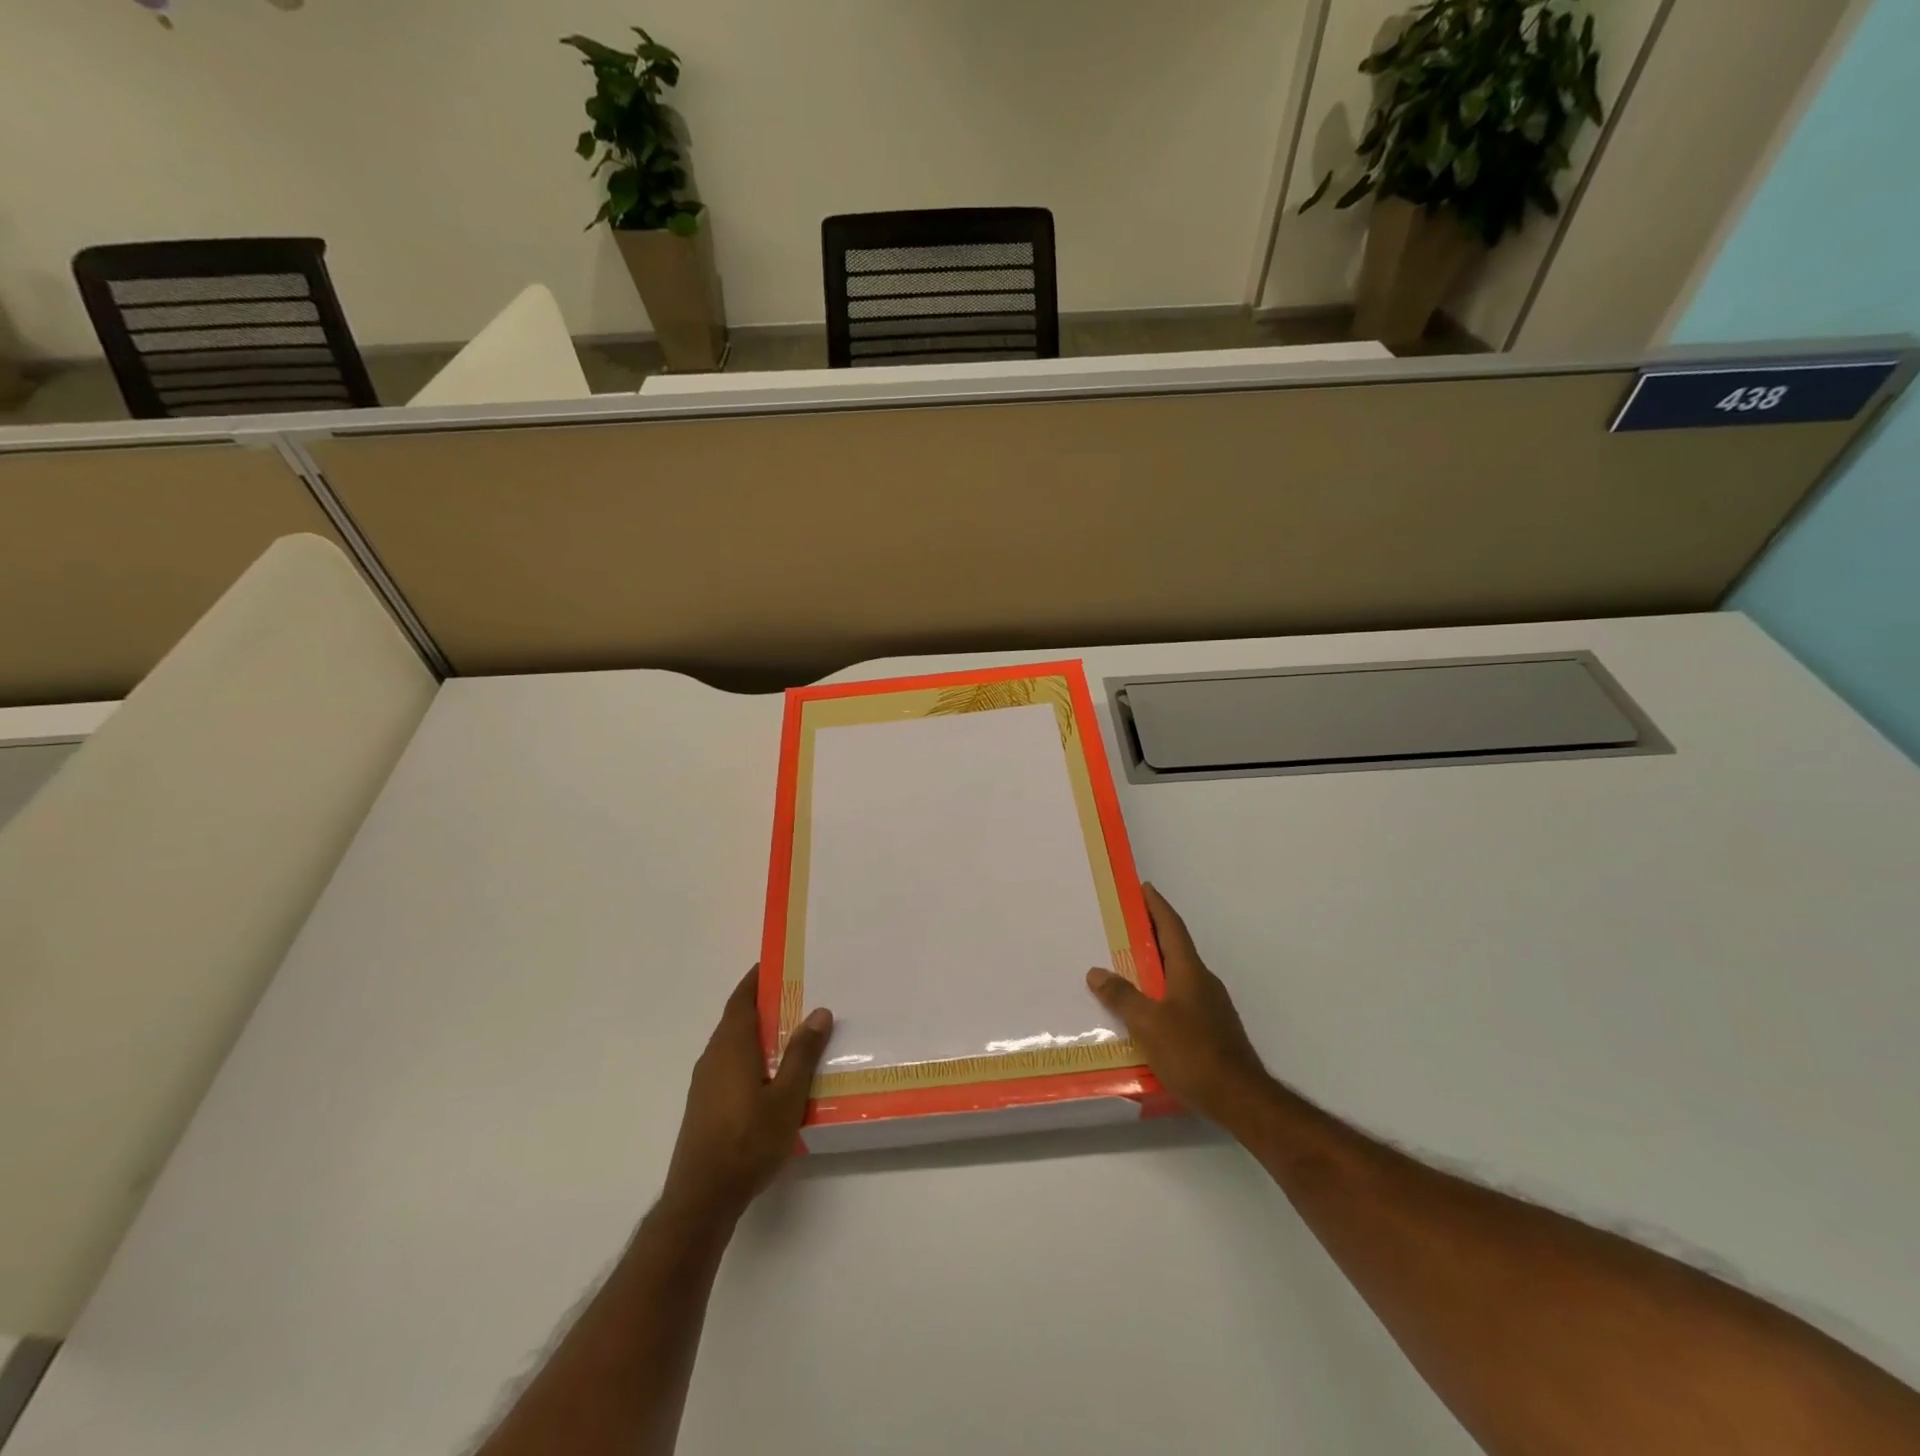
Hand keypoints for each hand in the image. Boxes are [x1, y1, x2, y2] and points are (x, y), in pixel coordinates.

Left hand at [662, 968, 832, 1222]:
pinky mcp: (705, 1105)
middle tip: (799, 995)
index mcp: (731, 1046)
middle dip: (765, 1004)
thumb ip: (802, 1054)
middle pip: (738, 1018)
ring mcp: (705, 1082)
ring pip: (734, 1044)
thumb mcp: (786, 1097)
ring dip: (759, 1032)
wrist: (702, 1198)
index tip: (778, 963)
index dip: (757, 978)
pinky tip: (773, 1075)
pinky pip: (730, 1065)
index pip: (742, 999)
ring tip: (794, 1032)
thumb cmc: (747, 1141)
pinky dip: (751, 1055)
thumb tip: (818, 1011)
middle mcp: (713, 1057)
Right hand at [1087, 885, 1273, 1131]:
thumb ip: (1121, 996)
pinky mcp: (1212, 1030)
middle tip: (1124, 925)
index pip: (1172, 927)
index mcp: (1189, 971)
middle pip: (1175, 948)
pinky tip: (1145, 1011)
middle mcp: (1203, 982)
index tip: (1143, 888)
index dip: (1157, 906)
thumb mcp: (1148, 1023)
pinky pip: (1181, 999)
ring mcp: (1211, 1007)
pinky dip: (1161, 993)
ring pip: (1178, 975)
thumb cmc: (1192, 1053)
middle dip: (1152, 934)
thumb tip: (1096, 972)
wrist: (1240, 1098)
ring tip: (1126, 967)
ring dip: (1155, 965)